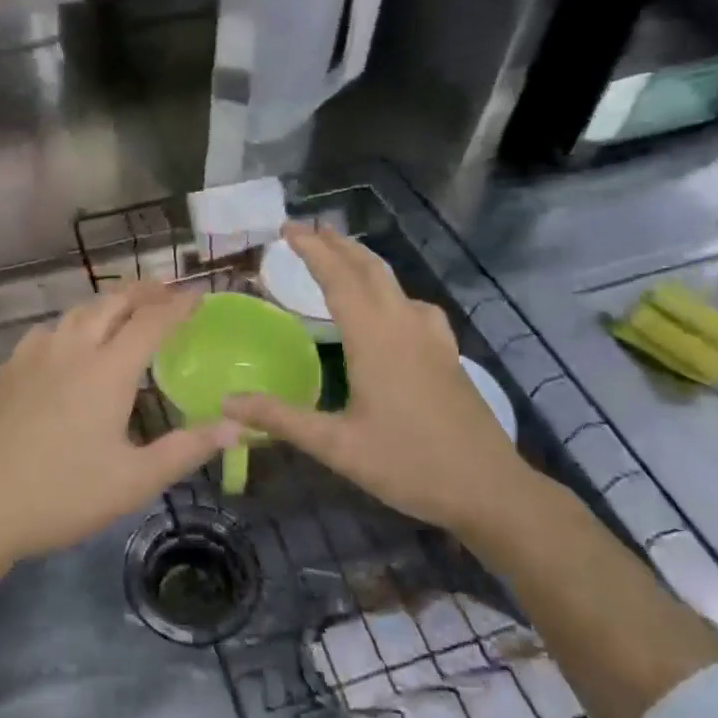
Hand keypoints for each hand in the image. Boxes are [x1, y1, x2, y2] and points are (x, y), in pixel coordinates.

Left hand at [0, 283, 236, 567]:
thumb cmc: (62, 495)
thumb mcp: (134, 481)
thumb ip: (187, 449)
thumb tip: (237, 425)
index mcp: (106, 370)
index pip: (151, 321)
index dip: (179, 304)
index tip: (200, 293)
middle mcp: (71, 349)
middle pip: (112, 303)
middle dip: (144, 291)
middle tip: (167, 291)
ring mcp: (34, 355)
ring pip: (77, 311)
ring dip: (108, 302)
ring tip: (125, 308)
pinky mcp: (8, 369)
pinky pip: (49, 329)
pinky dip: (73, 321)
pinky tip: (70, 339)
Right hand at [225, 222, 535, 534]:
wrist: (490, 489)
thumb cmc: (408, 464)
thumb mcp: (336, 446)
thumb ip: (280, 419)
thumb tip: (226, 402)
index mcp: (374, 337)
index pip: (337, 278)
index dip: (311, 250)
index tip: (286, 228)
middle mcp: (403, 324)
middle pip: (368, 268)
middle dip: (336, 244)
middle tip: (305, 232)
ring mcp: (431, 337)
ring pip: (393, 282)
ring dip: (362, 262)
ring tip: (340, 258)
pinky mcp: (447, 353)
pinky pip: (412, 304)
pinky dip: (389, 290)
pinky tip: (389, 310)